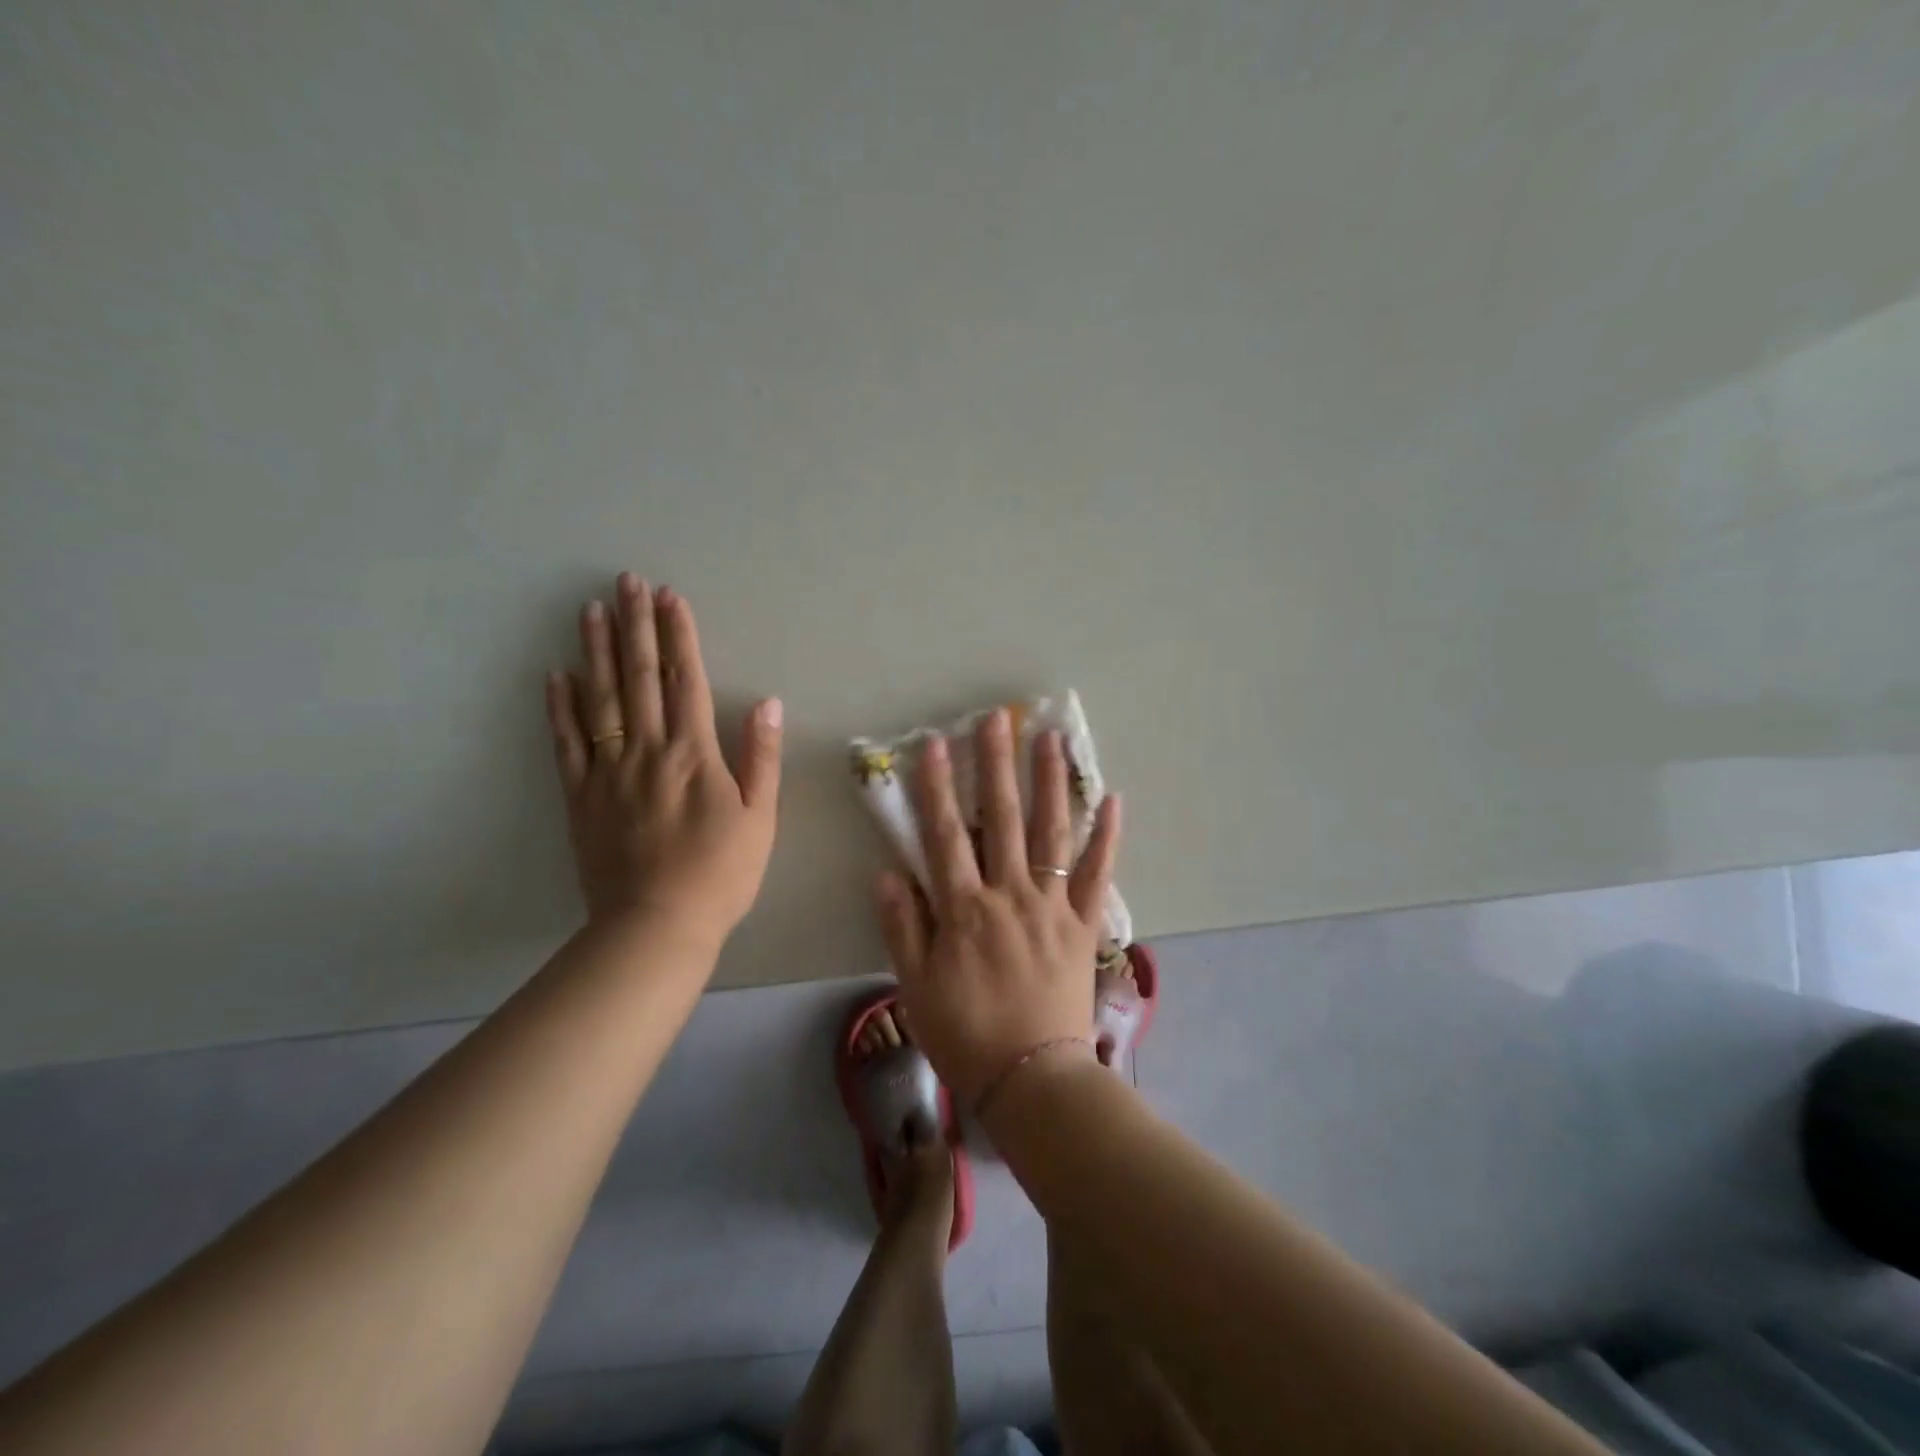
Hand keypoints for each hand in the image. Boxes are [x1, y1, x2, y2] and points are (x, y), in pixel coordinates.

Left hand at [545, 573, 783, 941]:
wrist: (657, 925)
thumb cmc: (721, 873)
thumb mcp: (760, 818)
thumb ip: (762, 757)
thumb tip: (767, 702)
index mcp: (694, 753)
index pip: (686, 680)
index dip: (679, 636)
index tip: (670, 597)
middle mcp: (647, 750)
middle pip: (640, 677)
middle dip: (635, 626)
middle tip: (626, 582)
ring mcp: (608, 771)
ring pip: (600, 699)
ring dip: (597, 651)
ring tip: (591, 610)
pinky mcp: (580, 796)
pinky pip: (566, 743)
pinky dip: (560, 707)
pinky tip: (556, 676)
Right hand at [876, 708, 1120, 1104]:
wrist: (1031, 1078)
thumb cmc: (965, 1033)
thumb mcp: (915, 986)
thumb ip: (901, 926)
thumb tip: (886, 872)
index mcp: (964, 909)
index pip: (946, 835)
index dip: (938, 788)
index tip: (936, 744)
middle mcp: (1010, 895)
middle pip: (1003, 819)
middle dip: (997, 764)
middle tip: (997, 718)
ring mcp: (1052, 906)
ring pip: (1051, 833)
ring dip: (1050, 782)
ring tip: (1049, 738)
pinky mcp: (1084, 924)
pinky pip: (1097, 874)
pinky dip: (1107, 837)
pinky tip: (1113, 798)